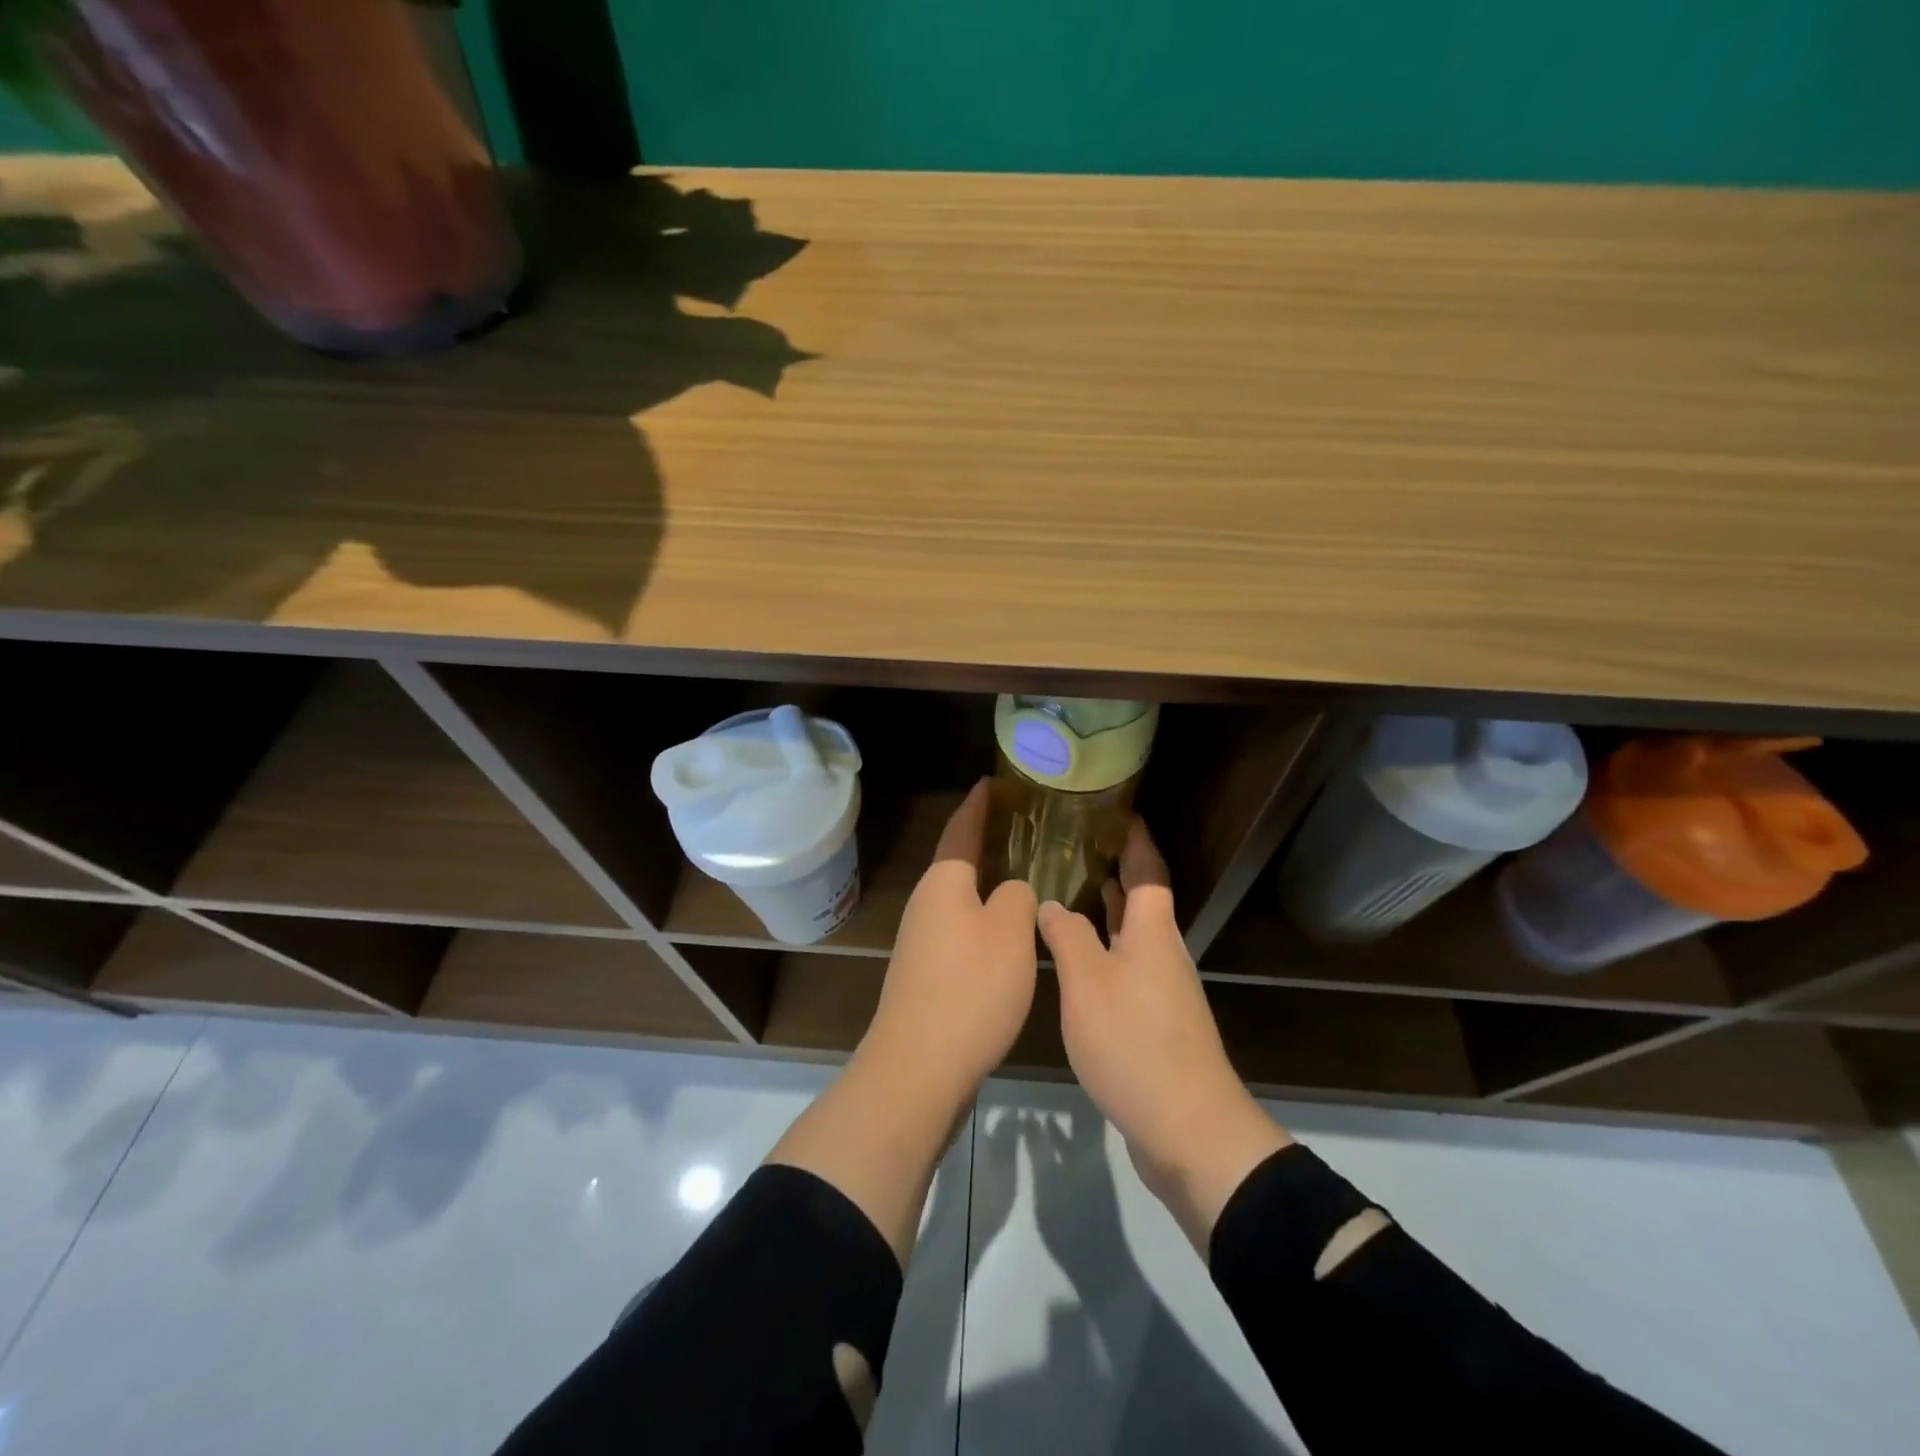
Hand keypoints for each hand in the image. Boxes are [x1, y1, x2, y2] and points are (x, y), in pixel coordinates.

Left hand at [858, 780, 1039, 1100]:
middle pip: (958, 863)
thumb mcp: (1009, 931)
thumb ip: (1017, 897)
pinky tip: (1008, 934)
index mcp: (943, 883)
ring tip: (1023, 875)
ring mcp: (921, 941)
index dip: (979, 804)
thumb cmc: (970, 988)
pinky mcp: (926, 975)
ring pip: (960, 900)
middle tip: (1022, 828)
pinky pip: (961, 931)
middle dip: (985, 843)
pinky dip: (984, 920)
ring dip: (987, 885)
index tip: (993, 781)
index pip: (961, 829)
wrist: (919, 1067)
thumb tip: (1010, 891)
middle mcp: (926, 904)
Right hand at [1038, 818, 1290, 1250]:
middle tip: (1073, 848)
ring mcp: (1161, 991)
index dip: (1133, 839)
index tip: (1114, 812)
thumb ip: (1066, 935)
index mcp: (1152, 932)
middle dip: (1113, 872)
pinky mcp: (1154, 1024)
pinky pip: (1125, 969)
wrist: (1188, 1130)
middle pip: (1140, 900)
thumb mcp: (1087, 982)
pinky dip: (1102, 951)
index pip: (1146, 870)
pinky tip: (1074, 961)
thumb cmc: (1134, 1042)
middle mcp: (1162, 953)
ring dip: (1104, 913)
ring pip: (1130, 936)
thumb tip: (1052, 904)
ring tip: (1067, 893)